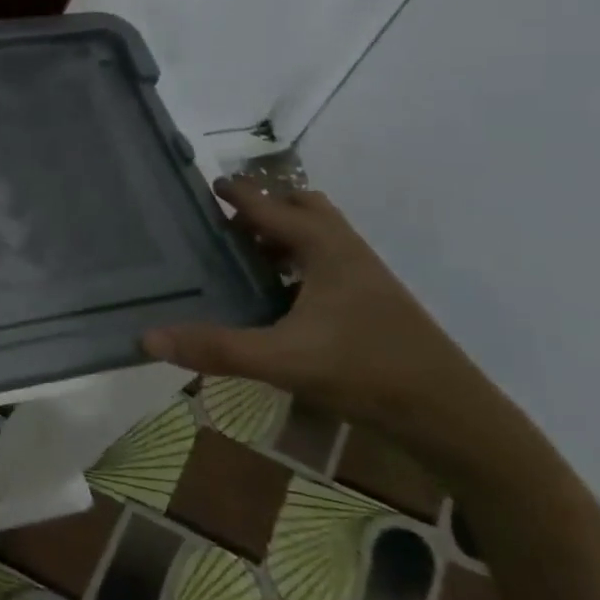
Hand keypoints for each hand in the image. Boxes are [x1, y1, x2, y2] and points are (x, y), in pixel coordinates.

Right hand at [142, 178, 513, 477]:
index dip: (241, 194)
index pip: (273, 207)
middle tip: (229, 225)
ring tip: (247, 256)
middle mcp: (347, 253)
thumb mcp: (283, 360)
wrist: (450, 416)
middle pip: (306, 208)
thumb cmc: (366, 372)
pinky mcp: (373, 303)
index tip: (211, 184)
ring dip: (285, 235)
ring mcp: (366, 278)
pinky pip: (329, 262)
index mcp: (325, 250)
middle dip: (268, 207)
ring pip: (321, 236)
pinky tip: (280, 296)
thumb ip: (216, 348)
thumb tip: (148, 338)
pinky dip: (300, 262)